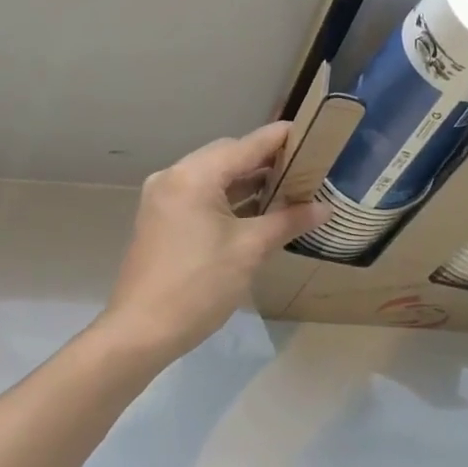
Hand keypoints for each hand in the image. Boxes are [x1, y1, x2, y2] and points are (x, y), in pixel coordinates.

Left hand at [102, 123, 328, 363]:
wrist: (142, 331)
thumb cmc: (199, 285)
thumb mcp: (250, 249)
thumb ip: (289, 221)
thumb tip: (325, 208)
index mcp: (194, 176)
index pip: (248, 144)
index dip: (282, 138)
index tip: (315, 134)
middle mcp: (175, 176)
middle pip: (230, 154)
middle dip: (268, 159)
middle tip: (307, 168)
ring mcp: (164, 197)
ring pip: (215, 175)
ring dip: (249, 180)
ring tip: (290, 188)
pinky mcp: (162, 218)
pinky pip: (202, 194)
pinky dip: (230, 197)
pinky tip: (258, 210)